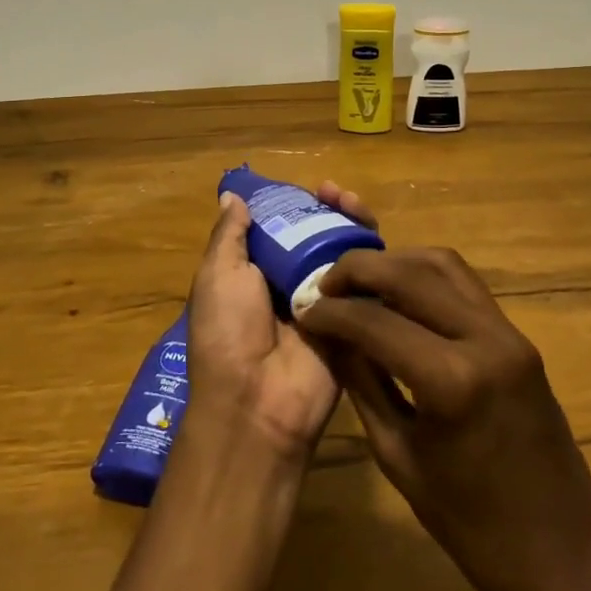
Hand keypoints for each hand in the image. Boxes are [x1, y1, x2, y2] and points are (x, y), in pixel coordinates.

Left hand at [184, 182, 374, 462]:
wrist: (258, 403)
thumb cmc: (228, 332)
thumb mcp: (217, 275)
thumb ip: (229, 235)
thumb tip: (232, 196)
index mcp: (256, 272)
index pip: (282, 227)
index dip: (295, 204)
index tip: (305, 187)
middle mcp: (292, 282)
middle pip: (317, 235)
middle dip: (327, 209)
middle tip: (334, 192)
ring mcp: (327, 301)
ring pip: (345, 251)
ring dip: (350, 222)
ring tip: (352, 202)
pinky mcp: (356, 319)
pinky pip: (368, 283)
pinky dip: (373, 256)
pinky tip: (373, 235)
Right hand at [297, 248, 590, 590]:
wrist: (560, 557)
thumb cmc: (469, 524)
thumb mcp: (397, 455)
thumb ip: (361, 381)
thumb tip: (327, 332)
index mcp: (451, 381)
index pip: (375, 320)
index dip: (331, 311)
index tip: (303, 310)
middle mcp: (484, 339)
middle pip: (410, 274)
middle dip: (358, 270)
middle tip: (324, 285)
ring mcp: (509, 333)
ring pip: (443, 264)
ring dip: (395, 263)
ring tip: (359, 283)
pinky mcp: (519, 337)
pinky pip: (466, 285)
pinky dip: (426, 277)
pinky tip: (399, 295)